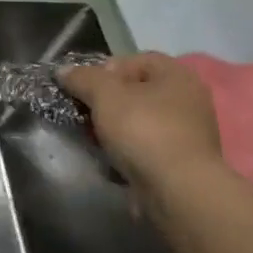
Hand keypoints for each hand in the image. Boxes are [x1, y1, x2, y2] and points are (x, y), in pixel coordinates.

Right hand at [59, 52, 226, 197]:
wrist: (178, 192)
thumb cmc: (144, 130)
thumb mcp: (104, 95)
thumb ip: (82, 78)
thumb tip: (64, 70)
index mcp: (177, 75)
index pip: (135, 60)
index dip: (105, 69)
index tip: (85, 88)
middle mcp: (188, 100)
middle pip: (136, 92)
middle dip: (107, 102)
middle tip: (85, 114)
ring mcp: (189, 134)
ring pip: (140, 122)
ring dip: (115, 129)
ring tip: (95, 140)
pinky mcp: (183, 164)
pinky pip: (147, 148)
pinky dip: (129, 152)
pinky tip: (112, 161)